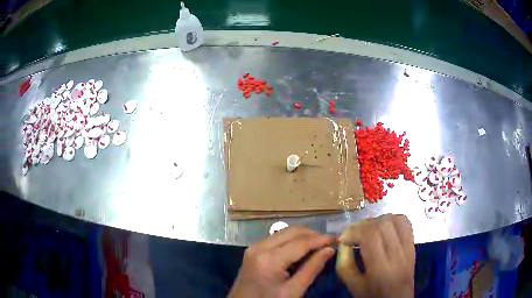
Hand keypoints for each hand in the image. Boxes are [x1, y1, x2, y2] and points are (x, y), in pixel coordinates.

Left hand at [228, 226, 335, 297]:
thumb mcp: (293, 291)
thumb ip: (312, 269)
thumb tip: (329, 249)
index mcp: (269, 259)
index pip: (301, 242)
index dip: (321, 239)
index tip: (337, 239)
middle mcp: (260, 247)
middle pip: (292, 231)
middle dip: (313, 235)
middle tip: (329, 243)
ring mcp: (254, 246)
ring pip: (284, 232)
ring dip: (303, 236)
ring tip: (318, 246)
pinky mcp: (253, 249)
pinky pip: (277, 238)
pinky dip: (292, 240)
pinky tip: (301, 249)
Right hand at [336, 214, 414, 297]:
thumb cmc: (373, 295)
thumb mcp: (353, 285)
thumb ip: (344, 264)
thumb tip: (343, 243)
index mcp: (381, 268)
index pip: (371, 236)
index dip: (354, 231)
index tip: (343, 238)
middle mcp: (398, 255)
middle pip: (383, 225)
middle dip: (363, 225)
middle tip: (354, 234)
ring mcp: (409, 248)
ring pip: (395, 220)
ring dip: (378, 220)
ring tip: (368, 230)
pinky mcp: (413, 245)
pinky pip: (406, 223)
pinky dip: (392, 219)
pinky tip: (384, 228)